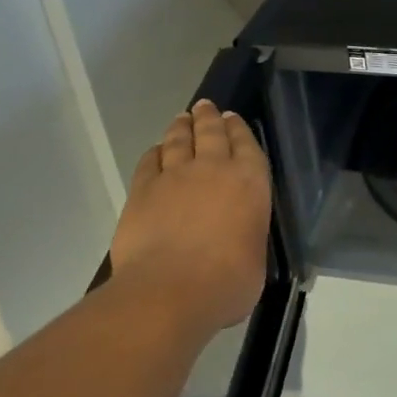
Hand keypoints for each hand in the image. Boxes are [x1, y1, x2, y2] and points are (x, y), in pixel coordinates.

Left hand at [110, 99, 270, 335]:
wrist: (170, 291)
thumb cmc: (227, 283)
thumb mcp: (254, 259)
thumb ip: (246, 236)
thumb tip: (236, 240)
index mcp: (249, 182)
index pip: (246, 144)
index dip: (238, 129)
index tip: (232, 118)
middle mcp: (213, 168)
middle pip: (210, 132)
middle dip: (208, 117)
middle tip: (205, 106)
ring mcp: (174, 176)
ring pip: (178, 140)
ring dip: (181, 127)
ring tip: (182, 118)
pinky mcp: (142, 190)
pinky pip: (149, 162)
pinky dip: (154, 153)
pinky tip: (155, 151)